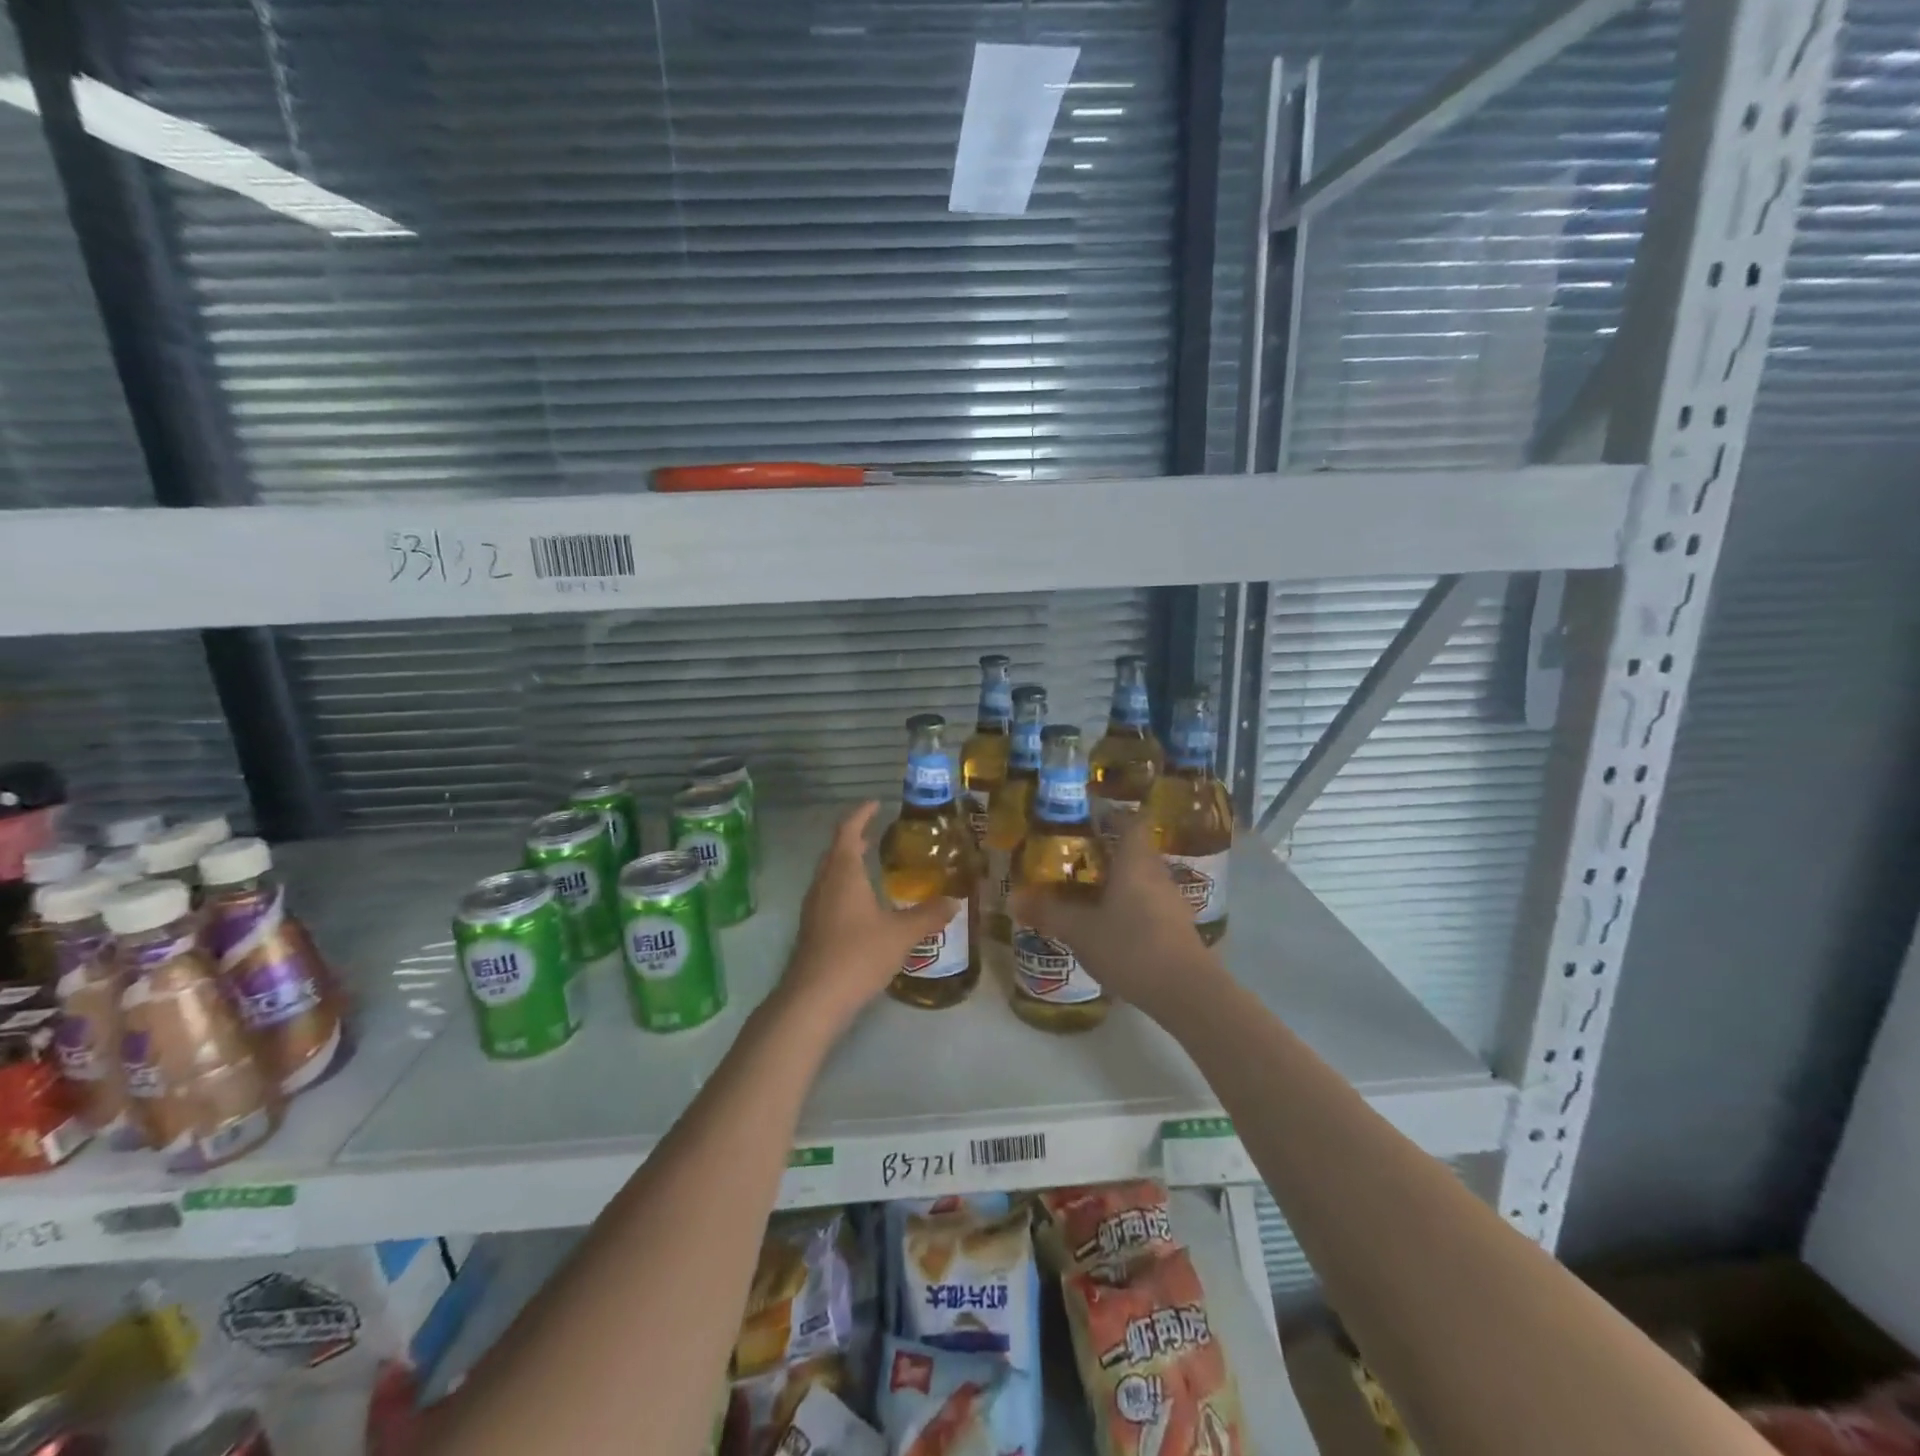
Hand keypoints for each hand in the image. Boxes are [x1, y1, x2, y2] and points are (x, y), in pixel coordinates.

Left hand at [777, 802, 956, 1032]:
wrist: (813, 999)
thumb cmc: (857, 955)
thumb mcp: (901, 934)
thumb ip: (928, 916)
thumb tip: (955, 901)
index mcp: (843, 873)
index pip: (848, 831)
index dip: (861, 814)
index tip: (876, 804)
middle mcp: (824, 883)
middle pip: (835, 850)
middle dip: (855, 838)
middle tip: (877, 833)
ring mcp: (813, 907)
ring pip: (829, 874)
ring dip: (847, 863)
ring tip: (871, 866)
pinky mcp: (812, 929)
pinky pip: (828, 894)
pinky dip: (844, 886)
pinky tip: (862, 906)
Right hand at [1008, 814, 1220, 1023]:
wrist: (1187, 992)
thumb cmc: (1131, 947)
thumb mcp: (1080, 931)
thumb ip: (1048, 912)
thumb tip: (1012, 899)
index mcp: (1135, 862)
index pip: (1131, 823)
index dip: (1112, 816)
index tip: (1089, 819)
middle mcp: (1157, 874)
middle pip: (1136, 851)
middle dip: (1109, 852)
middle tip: (1078, 859)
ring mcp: (1173, 902)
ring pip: (1144, 879)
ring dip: (1121, 882)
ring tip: (1091, 894)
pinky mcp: (1180, 928)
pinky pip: (1152, 904)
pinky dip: (1133, 907)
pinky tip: (1114, 927)